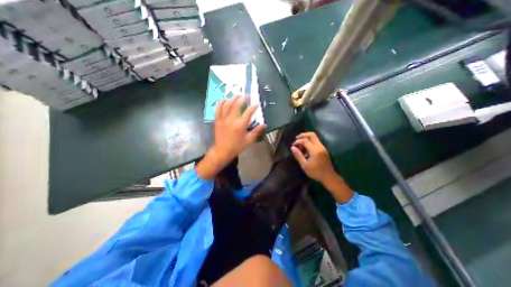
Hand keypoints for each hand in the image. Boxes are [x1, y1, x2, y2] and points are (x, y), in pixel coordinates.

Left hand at [196, 97, 267, 180]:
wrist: (222, 151)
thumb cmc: (237, 146)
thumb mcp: (248, 140)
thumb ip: (256, 131)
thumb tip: (264, 125)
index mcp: (241, 125)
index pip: (249, 112)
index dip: (253, 106)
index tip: (256, 103)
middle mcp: (232, 119)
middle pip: (237, 105)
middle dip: (243, 98)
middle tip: (247, 95)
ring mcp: (223, 119)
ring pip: (228, 105)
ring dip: (233, 98)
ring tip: (237, 95)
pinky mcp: (217, 120)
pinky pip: (218, 109)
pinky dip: (221, 103)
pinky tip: (224, 99)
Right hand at [289, 132, 353, 202]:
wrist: (329, 177)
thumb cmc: (316, 172)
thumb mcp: (305, 165)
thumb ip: (298, 155)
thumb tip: (292, 147)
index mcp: (315, 150)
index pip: (305, 140)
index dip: (298, 141)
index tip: (293, 145)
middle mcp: (319, 146)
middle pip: (311, 134)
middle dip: (303, 135)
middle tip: (296, 139)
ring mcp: (322, 147)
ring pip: (314, 137)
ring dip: (306, 138)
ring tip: (300, 145)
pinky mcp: (323, 149)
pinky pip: (316, 141)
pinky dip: (309, 142)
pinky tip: (305, 149)